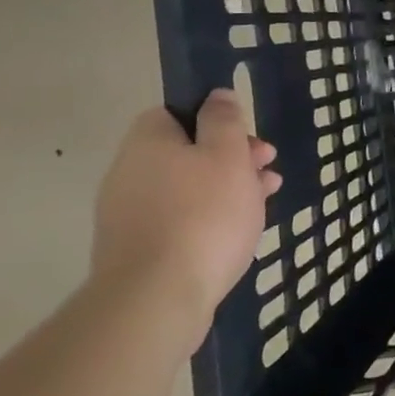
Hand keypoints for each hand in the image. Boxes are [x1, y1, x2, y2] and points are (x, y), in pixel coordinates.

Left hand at [92, 91, 281, 347]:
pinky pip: (180, 220)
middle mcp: (129, 173)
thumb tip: (216, 96)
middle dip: (231, 157)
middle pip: (186, 152)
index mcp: (147, 142)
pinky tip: (238, 230)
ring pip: (188, 188)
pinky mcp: (137, 252)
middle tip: (266, 169)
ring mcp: (128, 216)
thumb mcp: (227, 154)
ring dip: (227, 188)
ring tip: (266, 198)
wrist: (156, 299)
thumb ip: (224, 120)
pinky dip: (209, 218)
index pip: (177, 113)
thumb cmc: (203, 214)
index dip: (215, 120)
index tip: (247, 137)